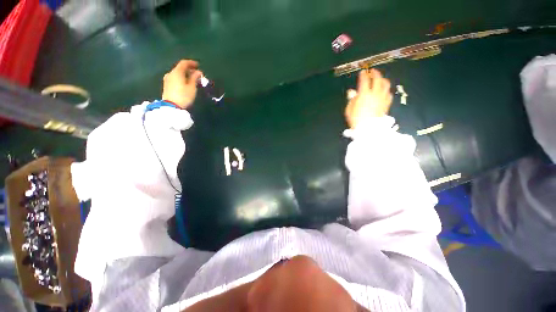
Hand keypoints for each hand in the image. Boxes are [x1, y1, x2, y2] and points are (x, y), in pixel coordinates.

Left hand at [162, 59, 202, 108]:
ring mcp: (167, 79)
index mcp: (177, 72)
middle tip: (197, 74)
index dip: (191, 63)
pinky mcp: (167, 85)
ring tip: (193, 80)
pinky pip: (175, 78)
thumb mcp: (192, 87)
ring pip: (178, 74)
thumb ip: (194, 78)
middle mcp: (171, 73)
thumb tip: (198, 72)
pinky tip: (186, 83)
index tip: (198, 65)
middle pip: (180, 68)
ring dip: (185, 75)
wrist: (171, 107)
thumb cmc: (184, 96)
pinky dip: (181, 78)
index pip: (184, 63)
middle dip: (189, 70)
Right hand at [345, 69, 392, 128]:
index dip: (363, 75)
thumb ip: (351, 99)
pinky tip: (384, 92)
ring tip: (380, 79)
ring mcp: (382, 98)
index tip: (362, 72)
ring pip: (386, 85)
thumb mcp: (349, 109)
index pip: (364, 80)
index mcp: (364, 94)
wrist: (368, 128)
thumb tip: (351, 92)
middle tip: (373, 71)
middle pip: (377, 79)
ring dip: (383, 80)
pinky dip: (386, 91)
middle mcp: (375, 93)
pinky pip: (388, 94)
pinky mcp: (386, 104)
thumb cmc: (356, 119)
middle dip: (375, 73)